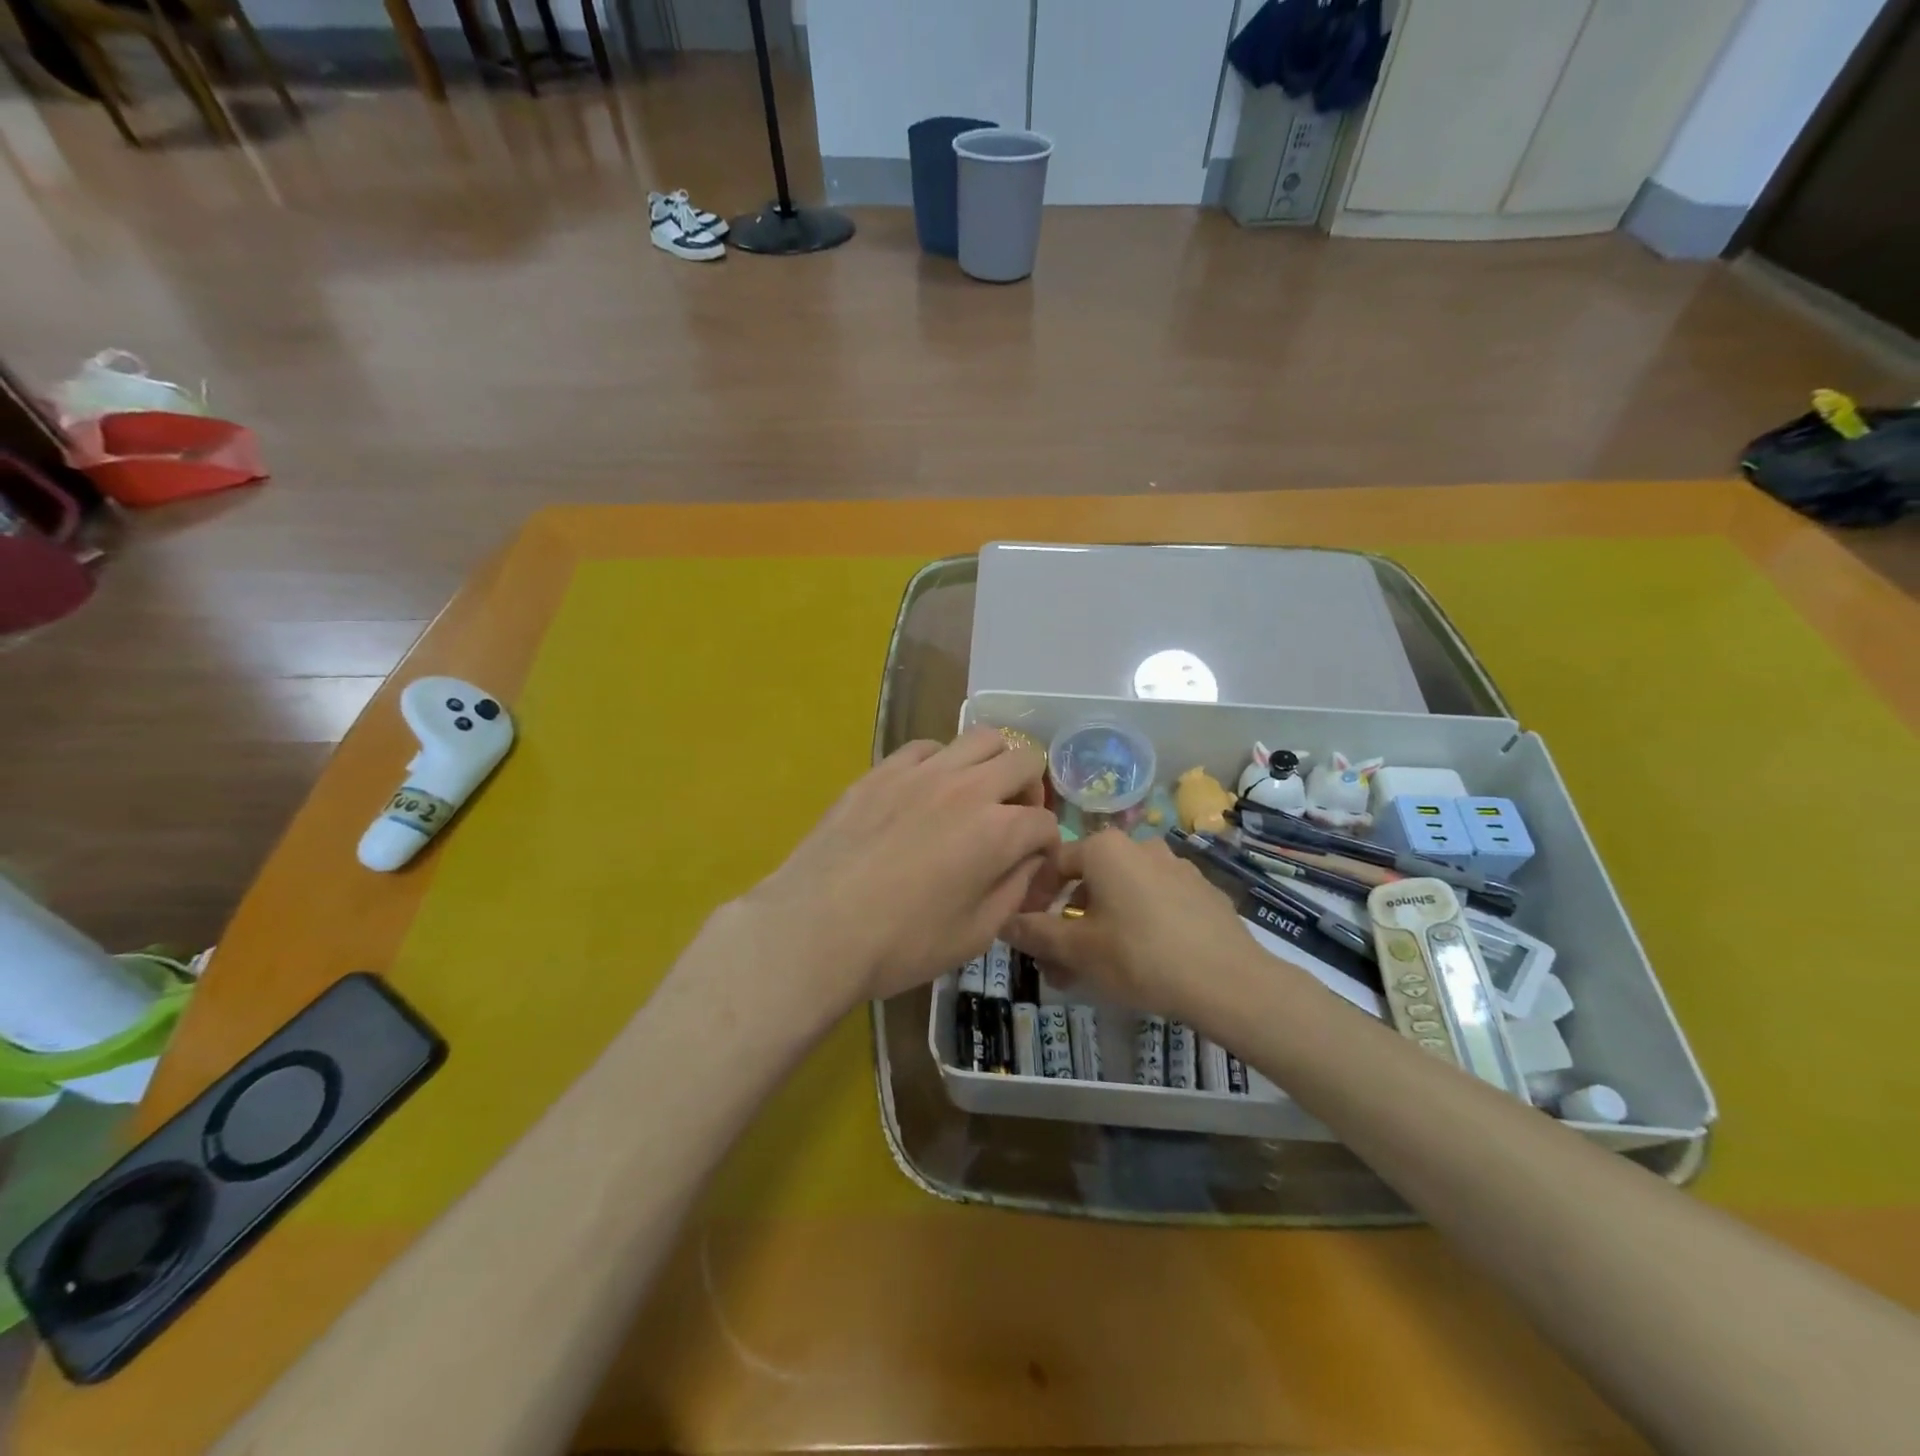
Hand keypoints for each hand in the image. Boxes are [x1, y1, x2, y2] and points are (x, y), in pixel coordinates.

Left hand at [737, 728, 1058, 1006]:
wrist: (815, 930)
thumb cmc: (901, 944)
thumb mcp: (975, 935)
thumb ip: (1014, 890)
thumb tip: (1027, 860)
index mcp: (998, 831)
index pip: (1045, 822)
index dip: (1047, 847)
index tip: (1032, 868)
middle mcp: (968, 788)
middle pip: (1024, 760)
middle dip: (1031, 791)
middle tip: (1012, 821)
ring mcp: (921, 772)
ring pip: (980, 738)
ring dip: (992, 764)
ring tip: (975, 795)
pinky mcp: (882, 770)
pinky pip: (927, 747)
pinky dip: (941, 763)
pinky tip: (926, 792)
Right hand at [1004, 831, 1256, 1030]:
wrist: (1229, 982)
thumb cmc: (1140, 956)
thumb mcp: (1077, 949)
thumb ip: (1035, 933)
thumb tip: (1003, 922)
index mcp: (1105, 848)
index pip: (1052, 863)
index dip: (1032, 898)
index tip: (1027, 934)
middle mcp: (1140, 846)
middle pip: (1088, 882)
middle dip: (1067, 923)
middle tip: (1059, 965)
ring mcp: (1176, 867)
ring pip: (1121, 896)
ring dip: (1100, 928)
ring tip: (1096, 971)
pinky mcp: (1202, 892)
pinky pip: (1155, 904)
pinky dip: (1136, 926)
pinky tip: (1142, 963)